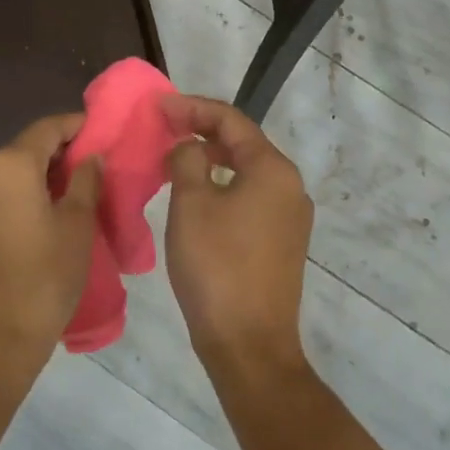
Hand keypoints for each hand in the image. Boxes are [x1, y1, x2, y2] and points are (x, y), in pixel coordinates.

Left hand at [0, 114, 101, 380]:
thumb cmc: (43, 279)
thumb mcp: (77, 226)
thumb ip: (85, 181)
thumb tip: (88, 157)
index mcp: (9, 165)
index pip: (47, 129)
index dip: (76, 126)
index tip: (99, 131)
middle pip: (23, 152)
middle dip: (56, 157)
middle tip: (88, 172)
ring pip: (5, 178)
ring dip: (33, 182)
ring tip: (62, 202)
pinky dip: (12, 202)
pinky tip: (32, 226)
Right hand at [161, 94, 313, 376]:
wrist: (248, 343)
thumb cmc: (216, 265)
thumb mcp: (191, 203)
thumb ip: (187, 159)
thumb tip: (189, 147)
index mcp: (272, 169)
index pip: (231, 120)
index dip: (192, 107)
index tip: (159, 106)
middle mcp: (290, 186)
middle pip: (243, 142)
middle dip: (202, 130)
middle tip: (164, 129)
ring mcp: (290, 216)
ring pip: (246, 171)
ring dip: (211, 159)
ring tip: (175, 158)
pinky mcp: (282, 241)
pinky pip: (250, 196)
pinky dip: (223, 185)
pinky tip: (197, 195)